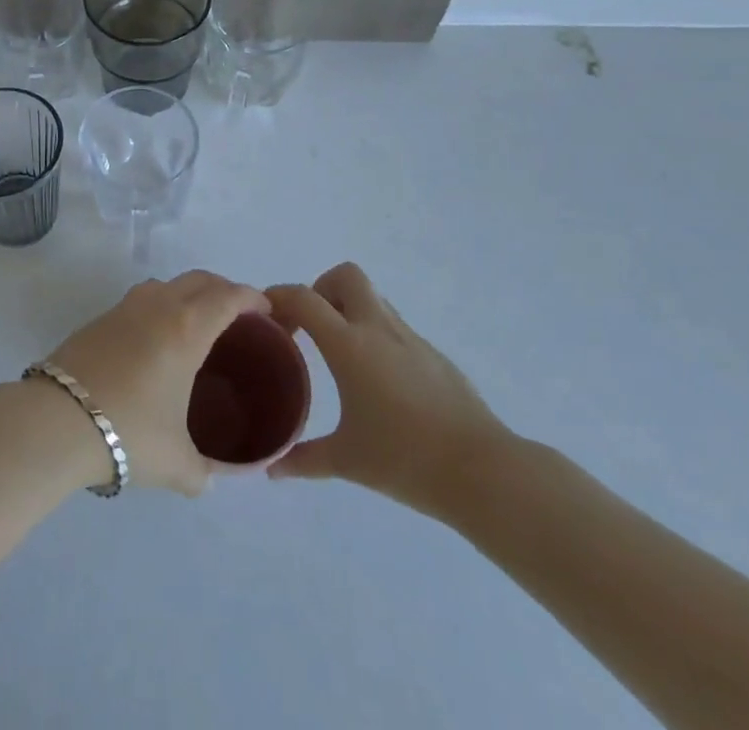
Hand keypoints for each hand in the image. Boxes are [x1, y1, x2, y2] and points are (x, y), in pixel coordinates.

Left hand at [44, 270, 271, 496]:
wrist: (57, 420)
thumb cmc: (129, 432)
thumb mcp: (177, 464)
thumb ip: (205, 473)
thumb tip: (211, 479)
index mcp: (187, 329)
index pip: (228, 297)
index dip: (251, 297)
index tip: (266, 309)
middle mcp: (159, 306)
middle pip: (199, 280)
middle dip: (223, 289)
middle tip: (237, 316)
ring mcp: (125, 307)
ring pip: (166, 285)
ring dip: (188, 294)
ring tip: (196, 324)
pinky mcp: (99, 318)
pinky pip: (141, 300)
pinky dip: (159, 307)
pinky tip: (155, 340)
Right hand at [265, 262, 511, 521]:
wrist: (483, 472)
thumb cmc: (406, 460)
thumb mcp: (347, 461)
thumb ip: (304, 459)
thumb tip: (271, 470)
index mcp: (349, 344)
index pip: (303, 297)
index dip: (278, 297)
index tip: (265, 317)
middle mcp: (378, 328)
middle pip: (345, 275)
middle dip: (322, 290)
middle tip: (311, 328)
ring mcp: (410, 338)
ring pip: (373, 298)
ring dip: (350, 310)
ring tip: (340, 354)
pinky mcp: (433, 355)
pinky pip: (395, 327)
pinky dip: (376, 336)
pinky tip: (377, 380)